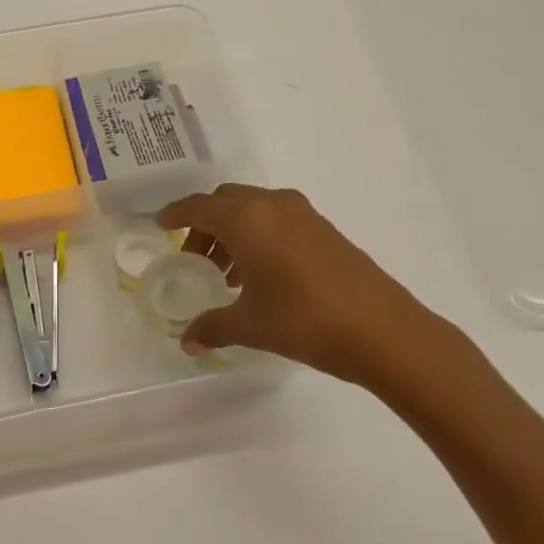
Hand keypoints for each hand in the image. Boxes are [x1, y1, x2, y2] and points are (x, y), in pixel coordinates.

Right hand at [156, 184, 490, 405]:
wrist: (383, 330)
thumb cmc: (304, 320)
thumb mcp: (250, 325)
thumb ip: (212, 327)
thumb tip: (187, 341)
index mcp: (246, 219)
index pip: (198, 206)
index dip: (176, 214)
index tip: (160, 224)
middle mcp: (272, 206)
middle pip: (225, 201)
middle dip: (205, 224)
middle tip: (194, 258)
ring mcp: (303, 214)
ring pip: (253, 209)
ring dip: (233, 231)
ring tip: (226, 273)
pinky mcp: (324, 229)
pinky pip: (277, 219)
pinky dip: (259, 235)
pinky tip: (262, 274)